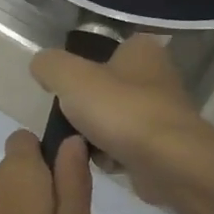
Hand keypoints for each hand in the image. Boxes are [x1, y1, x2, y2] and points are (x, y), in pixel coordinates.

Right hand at [30, 35, 212, 207]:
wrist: (170, 164)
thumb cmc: (120, 110)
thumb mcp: (69, 76)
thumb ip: (49, 65)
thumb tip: (42, 66)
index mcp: (141, 50)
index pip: (104, 49)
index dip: (81, 66)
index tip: (64, 87)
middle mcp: (157, 76)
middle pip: (105, 88)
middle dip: (85, 107)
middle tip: (69, 119)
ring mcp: (163, 113)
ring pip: (113, 119)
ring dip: (94, 134)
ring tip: (83, 145)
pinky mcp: (165, 147)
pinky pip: (125, 147)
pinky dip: (111, 156)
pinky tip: (105, 163)